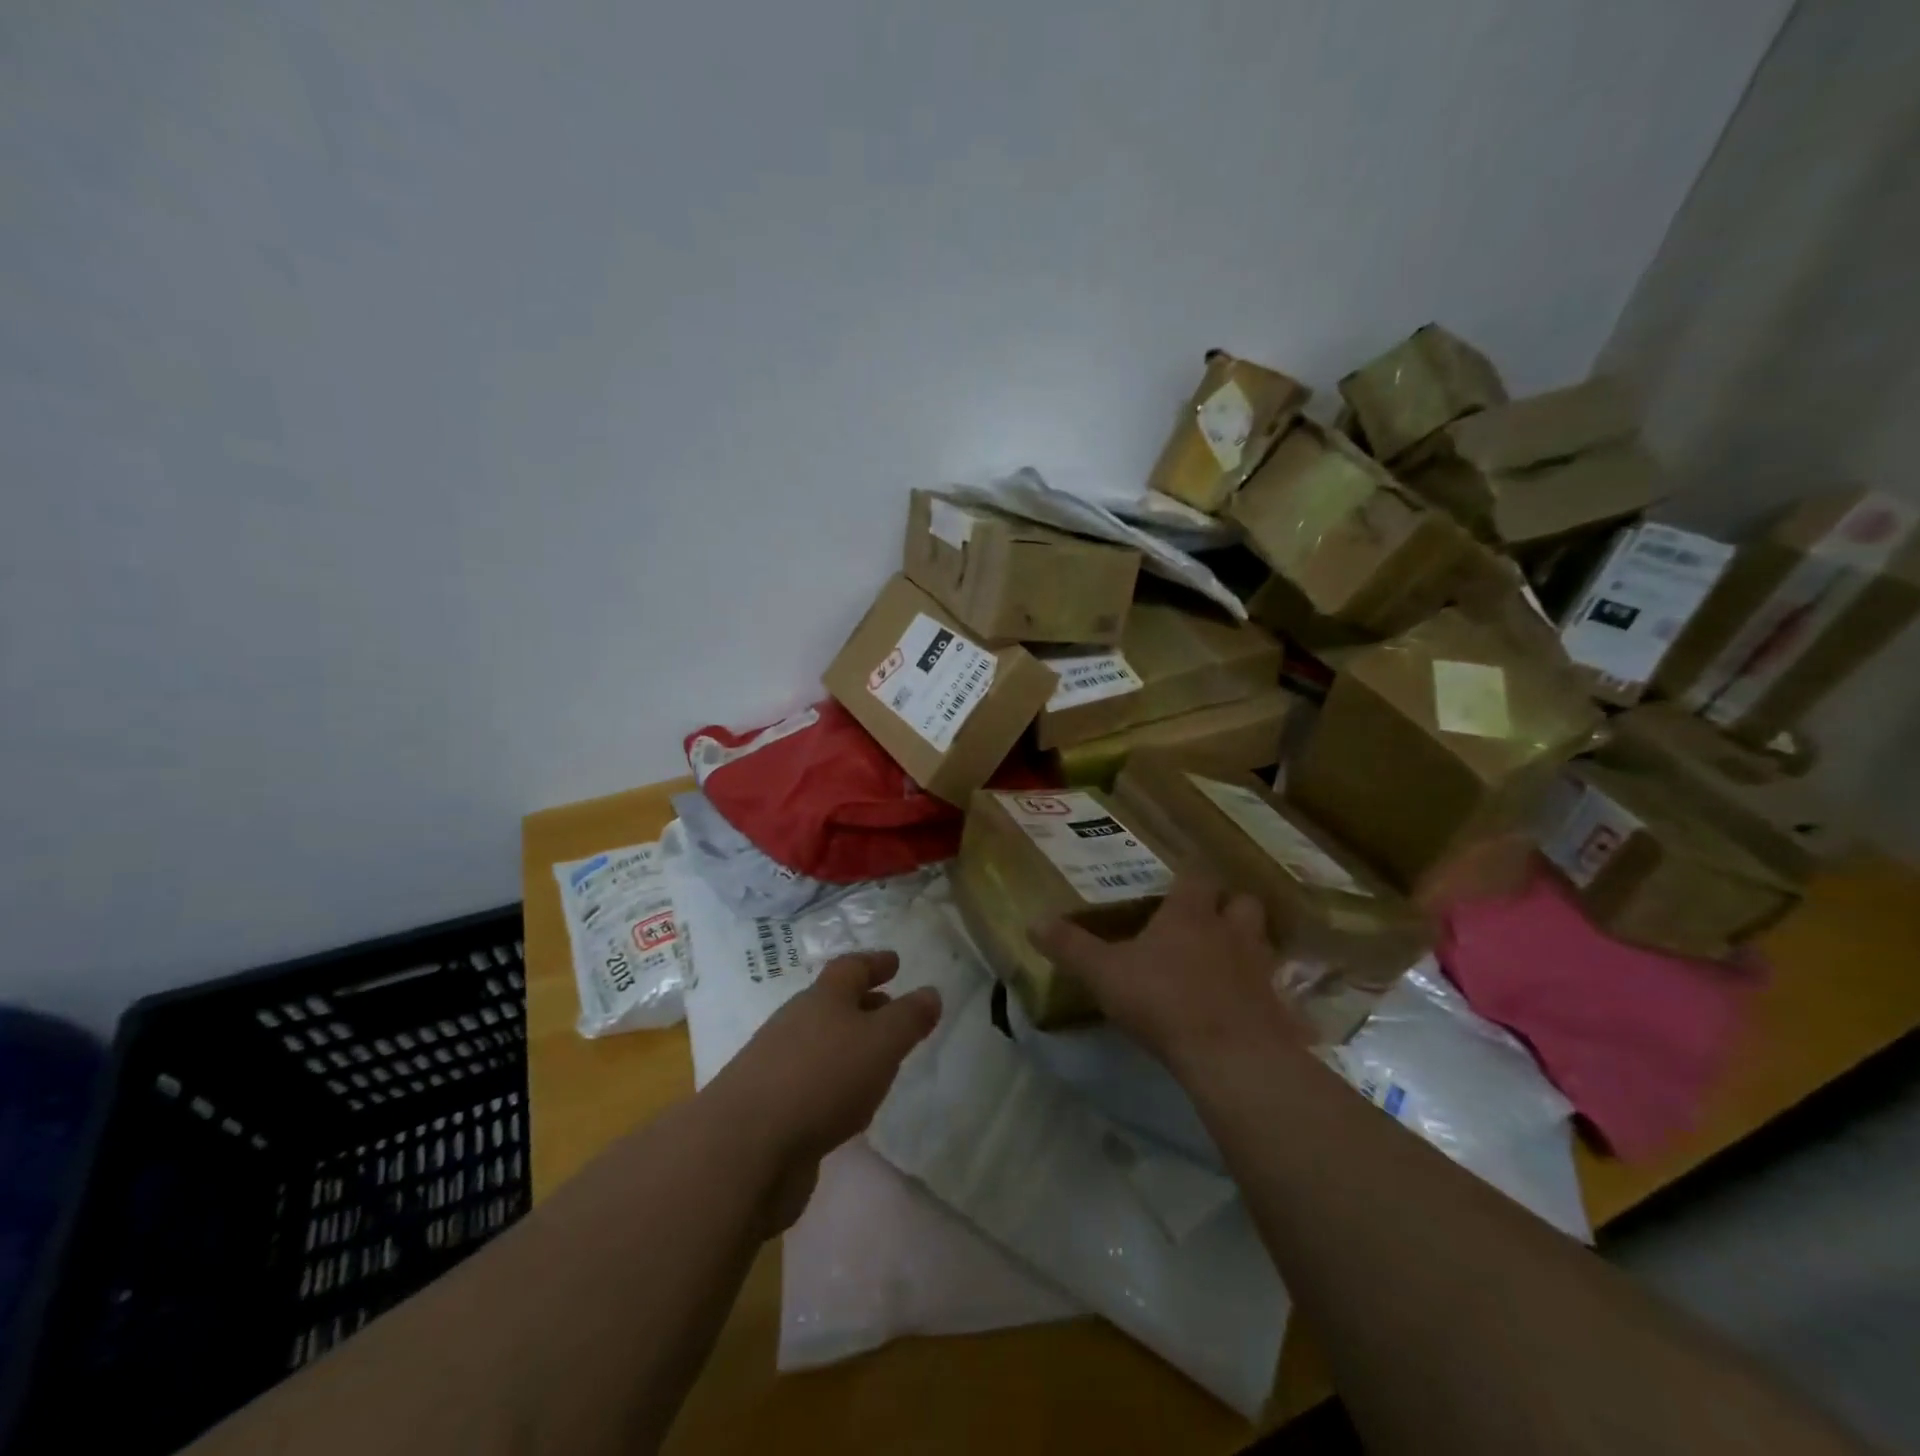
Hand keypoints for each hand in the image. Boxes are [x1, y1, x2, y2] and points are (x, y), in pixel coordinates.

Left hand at [705, 951, 941, 1231]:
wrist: (743, 1149)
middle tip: (891, 1007)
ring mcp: (777, 1067)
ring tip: (877, 1059)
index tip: (895, 962)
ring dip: (848, 1045)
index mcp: (822, 999)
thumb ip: (909, 1018)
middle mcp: (796, 1024)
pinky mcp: (770, 1109)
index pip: (851, 968)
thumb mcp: (880, 1042)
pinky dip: (834, 1083)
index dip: (875, 962)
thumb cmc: (821, 1079)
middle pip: (832, 1004)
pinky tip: (847, 1105)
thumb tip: (931, 991)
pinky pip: (811, 1083)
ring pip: (821, 1044)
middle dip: (863, 1004)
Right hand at [1029, 876, 1306, 1078]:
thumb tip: (1033, 922)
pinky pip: (1274, 989)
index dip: (1187, 881)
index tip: (1174, 888)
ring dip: (1247, 945)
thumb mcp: (1104, 974)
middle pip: (1241, 902)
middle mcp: (1230, 931)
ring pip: (1261, 941)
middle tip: (1206, 923)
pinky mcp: (1278, 1006)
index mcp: (1189, 915)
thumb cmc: (1163, 1000)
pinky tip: (1244, 1009)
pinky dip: (1261, 993)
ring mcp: (1260, 968)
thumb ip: (1070, 947)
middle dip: (1227, 907)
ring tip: (1225, 962)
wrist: (1231, 1055)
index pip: (1195, 879)